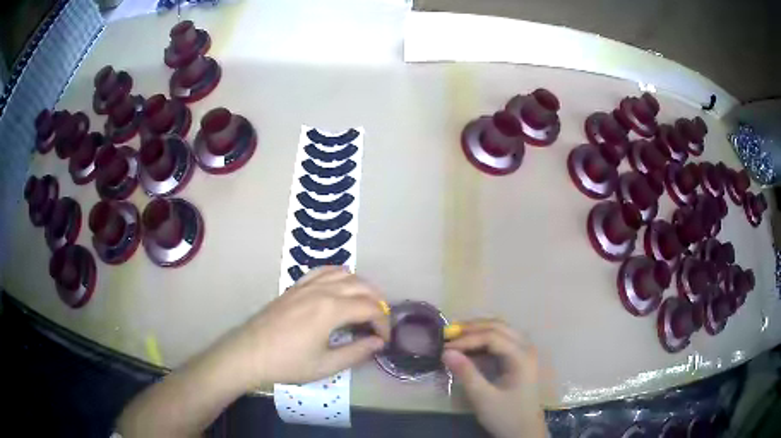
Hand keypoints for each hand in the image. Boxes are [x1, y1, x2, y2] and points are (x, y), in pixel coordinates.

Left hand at [230, 267, 389, 385]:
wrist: (250, 353)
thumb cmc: (288, 363)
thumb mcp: (326, 365)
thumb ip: (356, 352)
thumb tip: (378, 342)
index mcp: (332, 309)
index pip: (370, 308)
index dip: (383, 323)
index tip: (383, 340)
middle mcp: (322, 290)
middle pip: (361, 286)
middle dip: (377, 302)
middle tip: (379, 323)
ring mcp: (307, 285)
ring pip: (344, 274)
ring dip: (361, 287)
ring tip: (365, 304)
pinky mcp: (295, 287)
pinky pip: (323, 271)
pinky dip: (339, 275)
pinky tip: (340, 287)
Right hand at [442, 320, 545, 437]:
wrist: (524, 431)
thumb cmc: (505, 415)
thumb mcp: (483, 398)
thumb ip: (466, 373)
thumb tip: (445, 352)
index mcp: (521, 356)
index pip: (492, 336)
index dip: (467, 339)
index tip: (444, 348)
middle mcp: (526, 347)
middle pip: (498, 326)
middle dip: (471, 328)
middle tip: (448, 335)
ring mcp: (525, 351)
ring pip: (501, 329)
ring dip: (478, 330)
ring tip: (456, 337)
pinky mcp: (520, 358)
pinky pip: (502, 339)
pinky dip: (484, 338)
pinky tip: (470, 346)